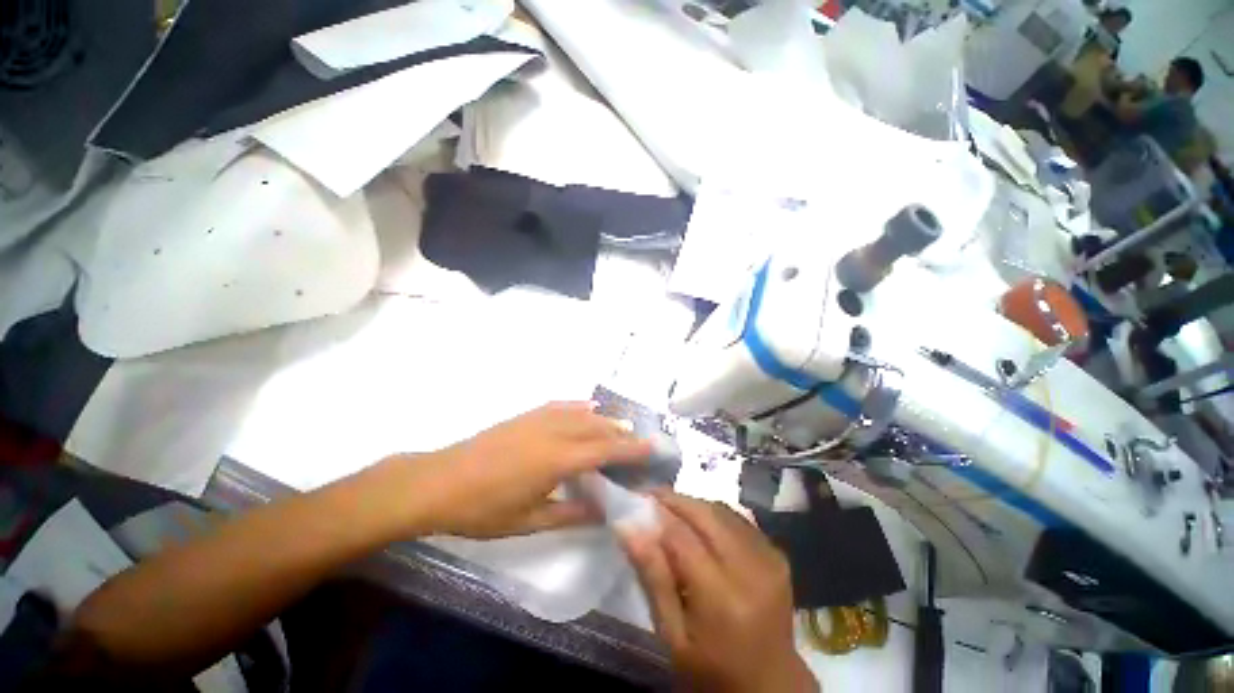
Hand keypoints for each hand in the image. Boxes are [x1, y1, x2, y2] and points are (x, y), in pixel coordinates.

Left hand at [393, 402, 651, 538]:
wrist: (438, 482)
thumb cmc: (482, 510)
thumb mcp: (529, 521)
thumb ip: (570, 514)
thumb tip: (602, 510)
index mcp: (557, 460)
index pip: (605, 450)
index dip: (631, 448)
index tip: (652, 446)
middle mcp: (553, 433)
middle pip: (597, 428)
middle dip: (622, 432)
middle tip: (641, 438)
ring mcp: (538, 420)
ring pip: (582, 414)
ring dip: (604, 418)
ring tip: (621, 425)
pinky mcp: (526, 416)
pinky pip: (561, 405)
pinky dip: (579, 406)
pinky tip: (588, 407)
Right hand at [620, 492, 816, 692]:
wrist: (772, 686)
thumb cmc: (713, 671)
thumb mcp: (673, 636)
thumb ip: (653, 578)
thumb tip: (628, 528)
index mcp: (723, 598)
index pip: (682, 536)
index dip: (656, 512)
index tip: (633, 500)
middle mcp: (751, 568)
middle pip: (705, 514)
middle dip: (673, 499)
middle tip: (649, 495)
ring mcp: (769, 558)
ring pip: (721, 510)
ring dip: (692, 503)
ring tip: (668, 506)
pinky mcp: (777, 554)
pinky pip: (737, 519)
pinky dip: (712, 513)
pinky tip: (697, 520)